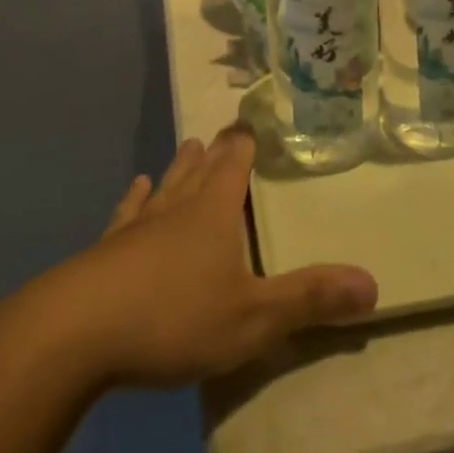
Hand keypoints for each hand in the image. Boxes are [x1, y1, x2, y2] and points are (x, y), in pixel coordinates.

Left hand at [45, 128, 377, 387]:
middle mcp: (178, 205)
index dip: (246, 143)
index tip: (252, 122)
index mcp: (215, 211)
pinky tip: (136, 187)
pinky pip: (128, 212)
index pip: (236, 163)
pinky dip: (136, 198)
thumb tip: (373, 283)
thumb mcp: (253, 318)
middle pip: (201, 168)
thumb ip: (309, 299)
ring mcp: (139, 224)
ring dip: (180, 167)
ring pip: (167, 184)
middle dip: (217, 151)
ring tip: (190, 146)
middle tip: (225, 133)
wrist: (80, 330)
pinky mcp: (109, 247)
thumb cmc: (174, 316)